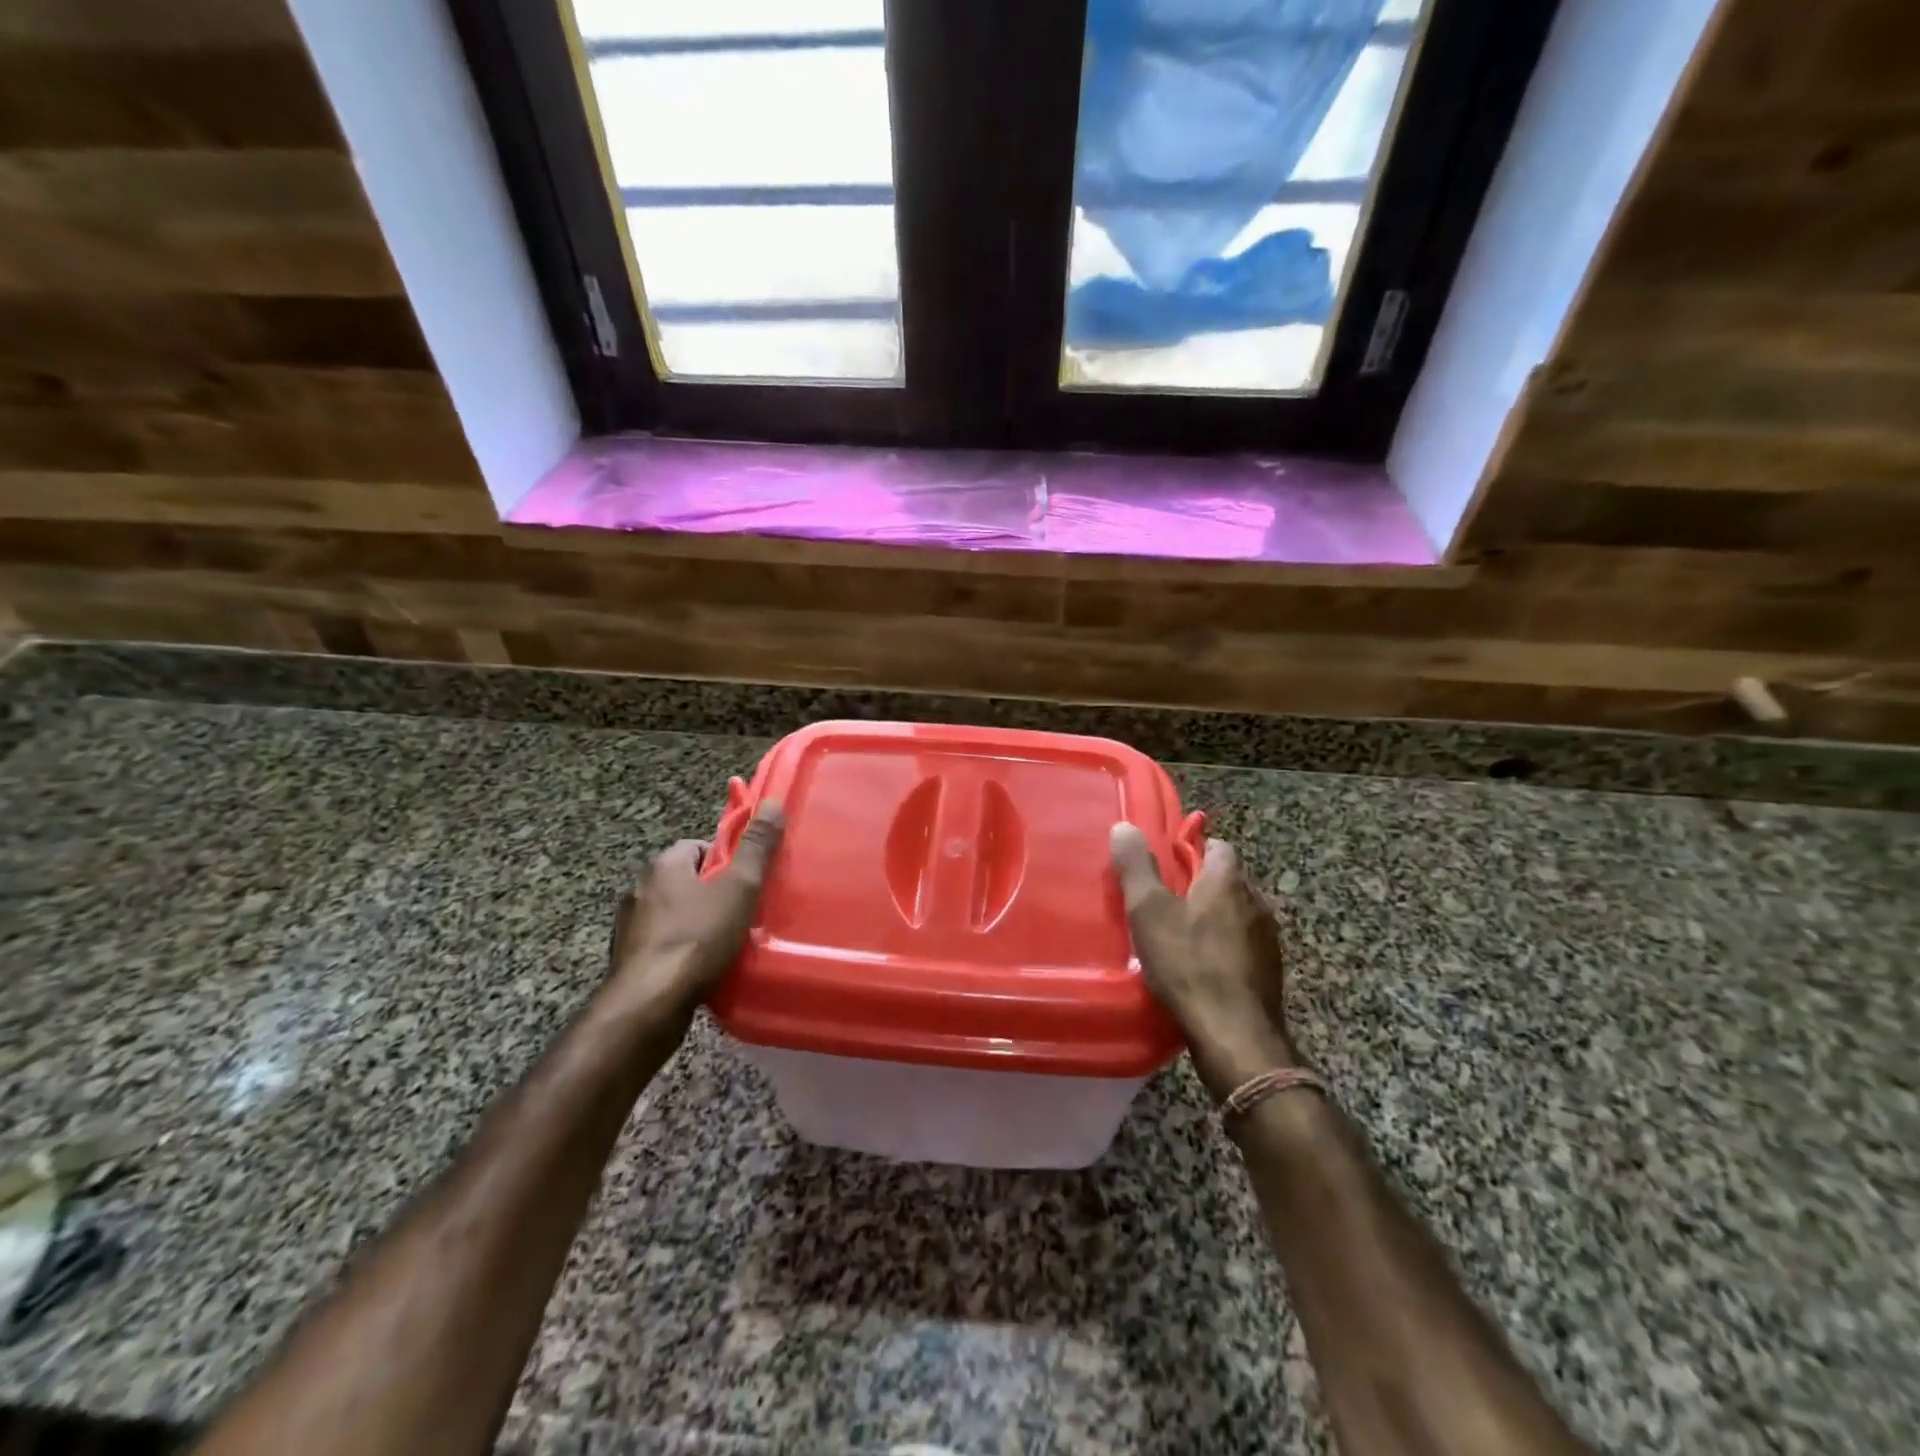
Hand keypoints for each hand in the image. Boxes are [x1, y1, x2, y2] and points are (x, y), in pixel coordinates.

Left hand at [606, 804, 784, 1020]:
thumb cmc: (698, 938)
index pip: (697, 846)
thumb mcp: (739, 888)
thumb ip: (756, 847)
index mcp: (663, 865)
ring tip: (725, 944)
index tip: (746, 881)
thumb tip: (771, 803)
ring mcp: (629, 927)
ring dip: (695, 923)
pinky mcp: (628, 960)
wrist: (649, 1004)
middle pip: (685, 880)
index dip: (725, 860)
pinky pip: (662, 943)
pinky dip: (681, 950)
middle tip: (742, 912)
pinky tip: (701, 968)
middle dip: (712, 893)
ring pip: (673, 913)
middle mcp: (639, 889)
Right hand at [1110, 823, 1302, 1097]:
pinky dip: (1224, 946)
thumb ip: (1136, 867)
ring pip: (1237, 913)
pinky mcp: (1270, 970)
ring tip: (1180, 935)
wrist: (1234, 1034)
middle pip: (1227, 880)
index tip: (1167, 863)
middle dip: (1200, 885)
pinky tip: (1201, 967)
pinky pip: (1243, 944)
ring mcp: (1268, 939)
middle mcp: (1256, 901)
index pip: (1218, 846)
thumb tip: (1124, 826)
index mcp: (1228, 881)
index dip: (1193, 849)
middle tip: (1165, 900)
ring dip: (1213, 917)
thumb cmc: (1187, 963)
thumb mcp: (1149, 911)